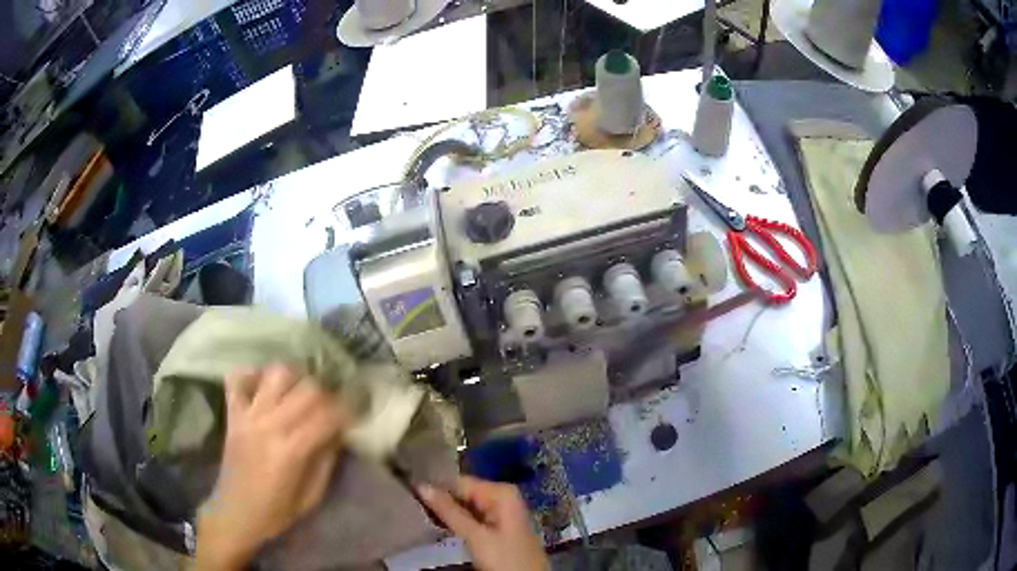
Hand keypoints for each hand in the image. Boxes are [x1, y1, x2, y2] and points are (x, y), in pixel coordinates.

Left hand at [196, 365, 349, 569]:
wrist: (235, 513)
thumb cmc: (276, 511)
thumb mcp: (311, 495)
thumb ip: (326, 459)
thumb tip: (339, 430)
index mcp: (291, 450)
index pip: (327, 415)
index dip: (348, 410)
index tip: (356, 412)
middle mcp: (269, 424)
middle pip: (306, 388)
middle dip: (327, 393)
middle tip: (332, 406)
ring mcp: (247, 414)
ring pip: (276, 373)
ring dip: (295, 378)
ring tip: (301, 392)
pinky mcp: (232, 413)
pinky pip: (238, 378)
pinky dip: (252, 374)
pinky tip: (265, 385)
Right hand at [417, 476, 549, 570]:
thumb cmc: (504, 558)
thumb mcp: (475, 536)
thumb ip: (448, 510)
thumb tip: (421, 485)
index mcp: (501, 491)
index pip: (459, 481)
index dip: (434, 486)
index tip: (409, 492)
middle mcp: (502, 496)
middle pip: (462, 492)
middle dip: (439, 500)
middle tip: (412, 506)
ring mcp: (501, 511)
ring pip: (465, 506)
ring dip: (445, 512)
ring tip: (419, 514)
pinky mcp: (497, 527)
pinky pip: (471, 517)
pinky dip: (455, 521)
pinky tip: (438, 525)